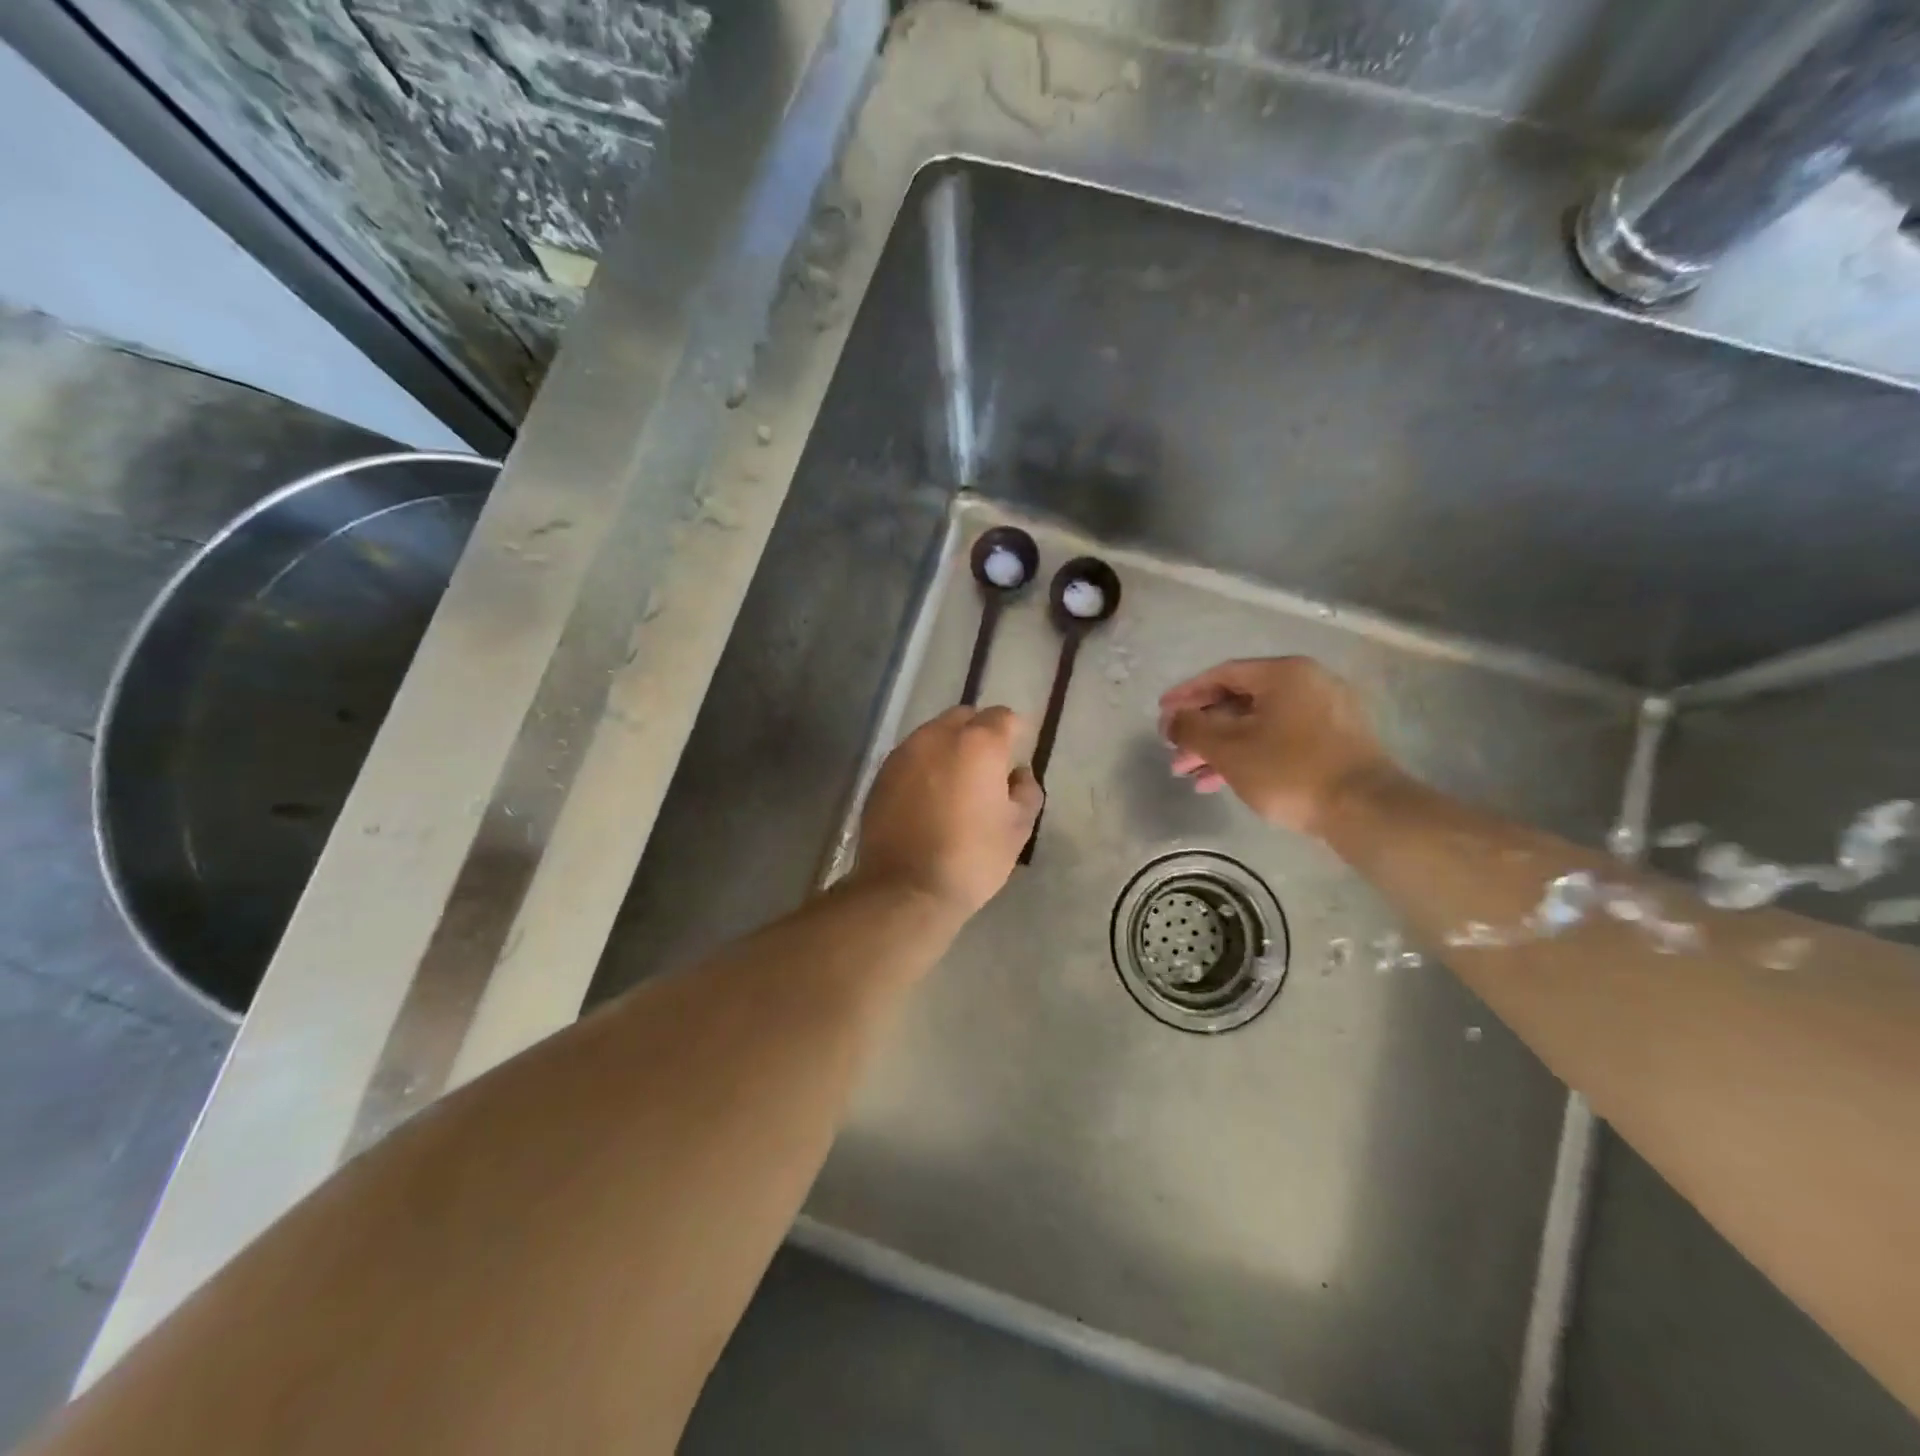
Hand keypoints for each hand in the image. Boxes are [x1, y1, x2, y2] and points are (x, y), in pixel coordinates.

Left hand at [855, 706, 1043, 917]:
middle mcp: (937, 736)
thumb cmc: (971, 859)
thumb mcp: (1017, 829)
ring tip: (955, 783)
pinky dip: (924, 766)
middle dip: (978, 733)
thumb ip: (1026, 791)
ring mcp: (904, 753)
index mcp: (978, 744)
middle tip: (987, 767)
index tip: (1015, 755)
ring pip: (933, 734)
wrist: (904, 889)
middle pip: (964, 717)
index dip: (1013, 733)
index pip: (1002, 717)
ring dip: (948, 748)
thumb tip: (1018, 774)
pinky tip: (928, 796)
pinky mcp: (881, 774)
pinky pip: (911, 756)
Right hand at [1159, 657, 1398, 836]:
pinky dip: (1249, 755)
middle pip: (1239, 701)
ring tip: (1191, 775)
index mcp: (1284, 673)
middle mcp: (1307, 684)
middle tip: (1175, 752)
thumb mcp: (1229, 749)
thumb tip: (1171, 719)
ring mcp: (1325, 713)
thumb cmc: (1289, 770)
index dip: (1186, 694)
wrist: (1364, 809)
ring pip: (1258, 724)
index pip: (1222, 675)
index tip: (1162, 713)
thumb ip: (1192, 728)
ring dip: (1221, 748)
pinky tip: (1222, 781)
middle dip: (1202, 729)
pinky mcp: (1334, 742)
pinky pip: (1279, 739)